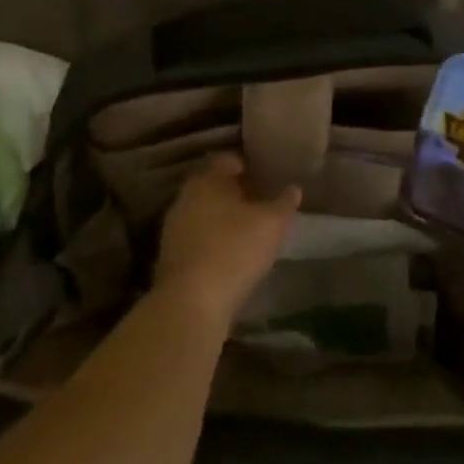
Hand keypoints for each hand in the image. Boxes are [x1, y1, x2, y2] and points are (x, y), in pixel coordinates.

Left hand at [153, 154, 300, 331]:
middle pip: (212, 187)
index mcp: (207, 179)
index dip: (245, 164)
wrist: (191, 304)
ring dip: (221, 219)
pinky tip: (229, 256)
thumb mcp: (271, 224)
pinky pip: (196, 239)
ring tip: (246, 230)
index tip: (262, 174)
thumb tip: (294, 189)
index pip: (226, 160)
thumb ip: (284, 203)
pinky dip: (211, 242)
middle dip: (233, 192)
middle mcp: (185, 197)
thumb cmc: (234, 250)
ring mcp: (173, 228)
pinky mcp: (169, 258)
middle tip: (257, 201)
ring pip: (202, 213)